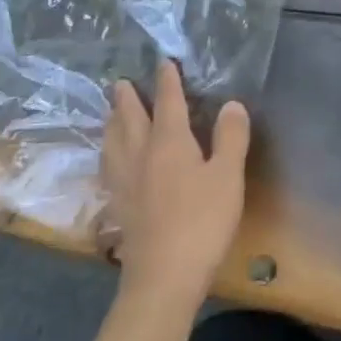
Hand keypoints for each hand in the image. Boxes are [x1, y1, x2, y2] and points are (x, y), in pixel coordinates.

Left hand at [100, 61, 249, 313]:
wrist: (163, 277)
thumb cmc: (202, 222)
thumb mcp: (228, 176)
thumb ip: (230, 138)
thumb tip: (232, 104)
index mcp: (169, 142)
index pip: (167, 102)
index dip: (167, 81)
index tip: (163, 62)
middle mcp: (140, 155)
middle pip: (129, 119)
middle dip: (127, 98)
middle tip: (120, 82)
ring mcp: (125, 182)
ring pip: (113, 142)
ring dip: (112, 122)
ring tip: (110, 113)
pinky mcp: (118, 206)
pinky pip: (108, 168)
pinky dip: (108, 153)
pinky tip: (110, 161)